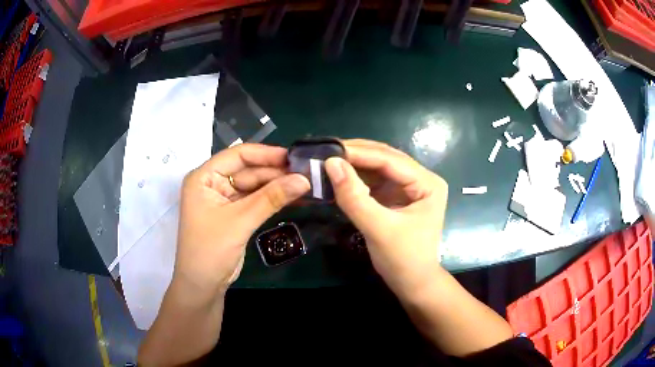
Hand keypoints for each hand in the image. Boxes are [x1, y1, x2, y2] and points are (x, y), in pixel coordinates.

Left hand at [175, 143, 309, 296]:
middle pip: (248, 170)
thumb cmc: (210, 250)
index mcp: (204, 177)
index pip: (238, 155)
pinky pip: (256, 201)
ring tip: (306, 184)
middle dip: (275, 172)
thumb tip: (304, 180)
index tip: (294, 157)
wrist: (203, 286)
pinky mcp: (234, 214)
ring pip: (254, 186)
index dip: (266, 154)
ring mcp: (224, 199)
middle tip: (306, 173)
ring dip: (277, 186)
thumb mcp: (240, 221)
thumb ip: (271, 198)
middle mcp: (212, 183)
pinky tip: (294, 198)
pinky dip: (273, 200)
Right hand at [325, 139, 447, 295]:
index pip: (390, 159)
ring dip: (354, 164)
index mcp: (427, 183)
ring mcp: (408, 188)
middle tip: (325, 151)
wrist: (412, 284)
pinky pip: (375, 181)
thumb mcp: (378, 228)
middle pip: (385, 158)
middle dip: (356, 154)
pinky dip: (356, 179)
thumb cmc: (403, 259)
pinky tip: (339, 176)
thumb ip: (354, 197)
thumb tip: (331, 164)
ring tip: (328, 161)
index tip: (329, 150)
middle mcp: (420, 179)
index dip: (359, 153)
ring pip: (378, 168)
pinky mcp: (396, 197)